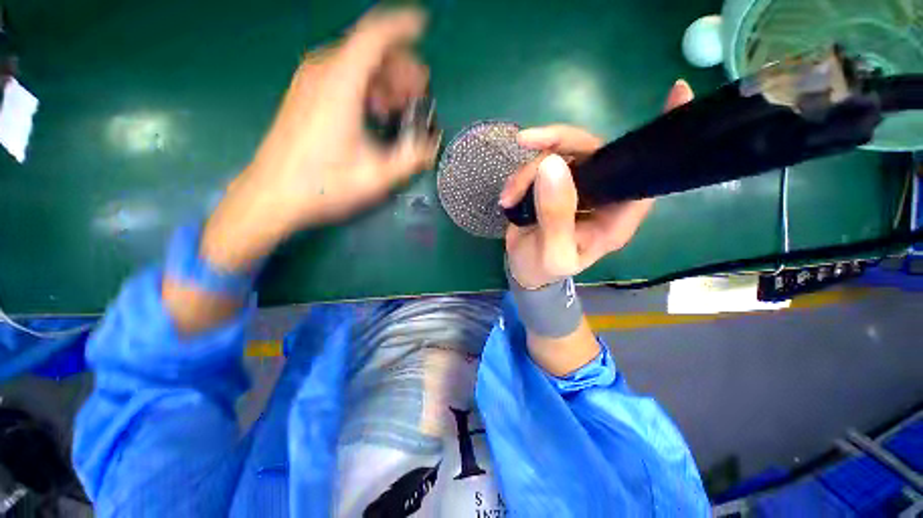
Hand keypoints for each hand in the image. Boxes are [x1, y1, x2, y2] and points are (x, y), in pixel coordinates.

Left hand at [201, 8, 437, 271]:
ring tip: (401, 107)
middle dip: (400, 67)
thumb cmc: (324, 185)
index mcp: (340, 86)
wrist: (273, 195)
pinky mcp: (306, 96)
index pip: (374, 37)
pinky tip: (376, 113)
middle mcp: (322, 74)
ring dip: (384, 80)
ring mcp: (310, 83)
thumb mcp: (376, 176)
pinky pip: (343, 77)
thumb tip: (431, 147)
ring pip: (356, 63)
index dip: (402, 28)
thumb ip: (410, 159)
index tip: (423, 26)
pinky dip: (366, 88)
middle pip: (368, 50)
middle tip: (419, 94)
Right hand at [501, 80, 694, 288]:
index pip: (644, 176)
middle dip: (557, 143)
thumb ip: (556, 216)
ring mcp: (576, 187)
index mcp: (616, 217)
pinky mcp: (553, 185)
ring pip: (559, 154)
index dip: (658, 140)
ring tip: (509, 197)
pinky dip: (520, 176)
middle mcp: (601, 196)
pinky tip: (508, 196)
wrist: (524, 270)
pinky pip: (540, 164)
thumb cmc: (544, 269)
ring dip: (528, 170)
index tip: (677, 92)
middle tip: (527, 141)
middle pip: (593, 151)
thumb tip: (552, 164)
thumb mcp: (553, 253)